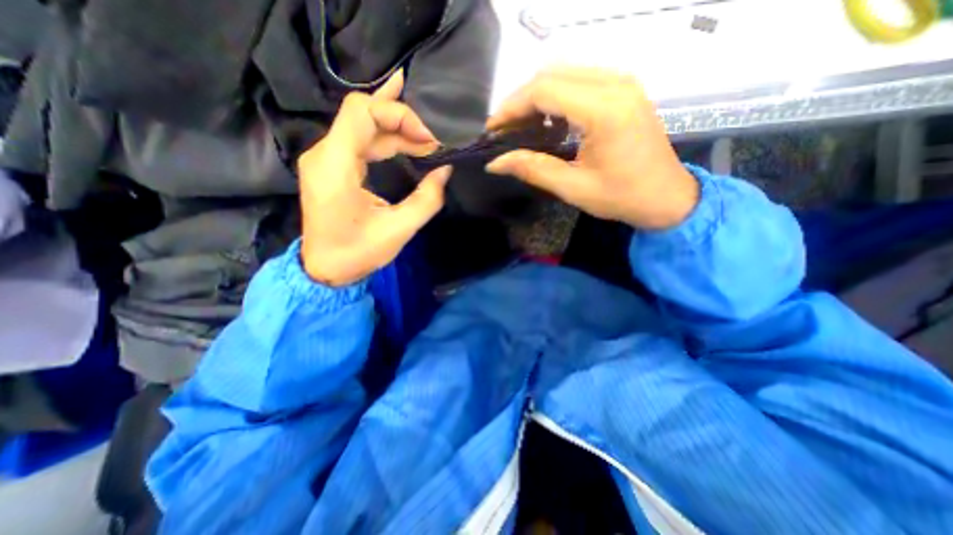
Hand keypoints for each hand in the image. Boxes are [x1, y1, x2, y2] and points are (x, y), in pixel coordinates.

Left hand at [298, 73, 450, 288]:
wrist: (324, 268)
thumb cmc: (358, 253)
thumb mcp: (399, 230)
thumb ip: (427, 199)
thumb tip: (445, 170)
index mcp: (335, 166)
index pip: (362, 112)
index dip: (398, 115)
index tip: (428, 139)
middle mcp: (324, 153)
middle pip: (363, 115)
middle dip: (402, 122)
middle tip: (434, 141)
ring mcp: (326, 158)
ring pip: (363, 127)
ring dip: (398, 131)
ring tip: (428, 142)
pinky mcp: (332, 166)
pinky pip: (360, 140)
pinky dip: (385, 136)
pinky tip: (403, 132)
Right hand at [485, 68, 698, 229]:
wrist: (666, 197)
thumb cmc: (622, 197)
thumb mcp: (573, 187)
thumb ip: (533, 169)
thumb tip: (495, 163)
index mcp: (604, 110)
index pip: (544, 90)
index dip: (512, 107)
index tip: (493, 130)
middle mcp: (615, 84)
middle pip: (552, 75)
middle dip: (520, 101)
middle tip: (504, 130)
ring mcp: (623, 82)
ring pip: (565, 74)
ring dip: (537, 98)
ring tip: (522, 127)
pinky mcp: (624, 89)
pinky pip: (580, 80)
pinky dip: (557, 97)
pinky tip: (550, 121)